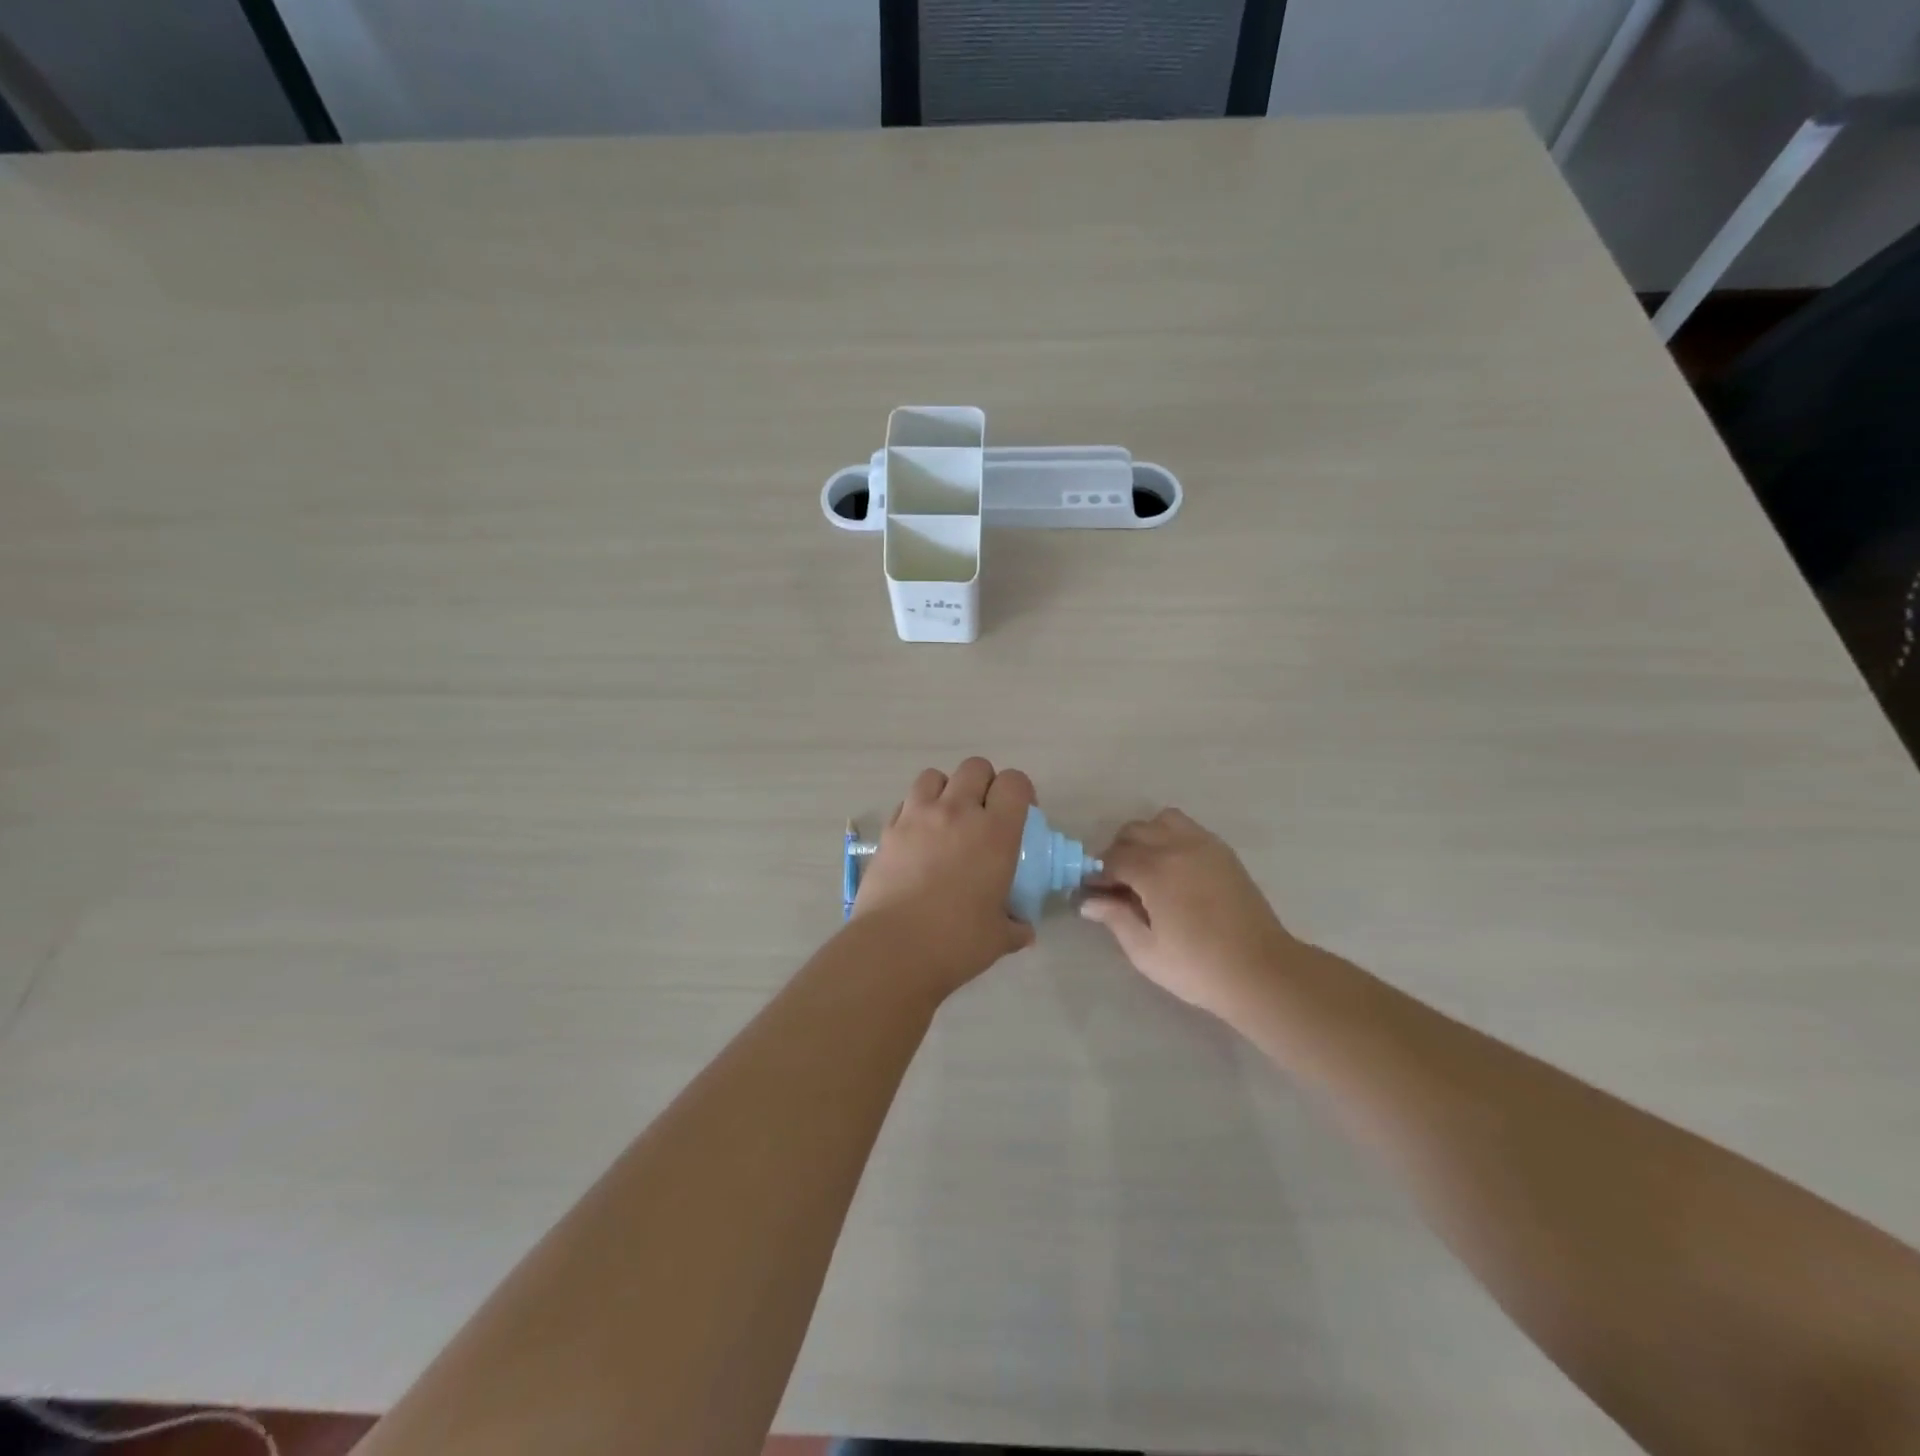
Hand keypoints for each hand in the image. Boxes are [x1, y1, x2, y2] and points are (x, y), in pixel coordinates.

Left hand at [851, 758, 1037, 994]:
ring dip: (946, 789)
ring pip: (934, 775)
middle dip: (985, 783)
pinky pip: (906, 802)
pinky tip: (918, 838)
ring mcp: (918, 816)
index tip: (1021, 813)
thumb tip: (1024, 929)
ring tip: (947, 818)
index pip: (1014, 782)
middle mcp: (957, 812)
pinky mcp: (889, 830)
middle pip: (975, 767)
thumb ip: (1016, 926)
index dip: (1020, 792)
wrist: (894, 949)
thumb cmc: (956, 942)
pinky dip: (916, 810)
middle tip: (984, 814)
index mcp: (995, 833)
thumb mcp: (999, 937)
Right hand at [1080, 808, 1297, 1018]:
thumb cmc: (1198, 967)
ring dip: (1146, 838)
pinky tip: (1174, 870)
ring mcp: (1204, 845)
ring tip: (1147, 869)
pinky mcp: (1223, 852)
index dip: (1098, 874)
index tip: (1093, 894)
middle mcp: (1177, 846)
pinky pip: (1187, 829)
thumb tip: (1088, 901)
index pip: (1112, 858)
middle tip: (1118, 885)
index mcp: (1155, 870)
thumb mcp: (1146, 951)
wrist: (1262, 971)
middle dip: (1118, 853)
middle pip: (1134, 832)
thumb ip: (1115, 918)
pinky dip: (1171, 838)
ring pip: (1162, 821)